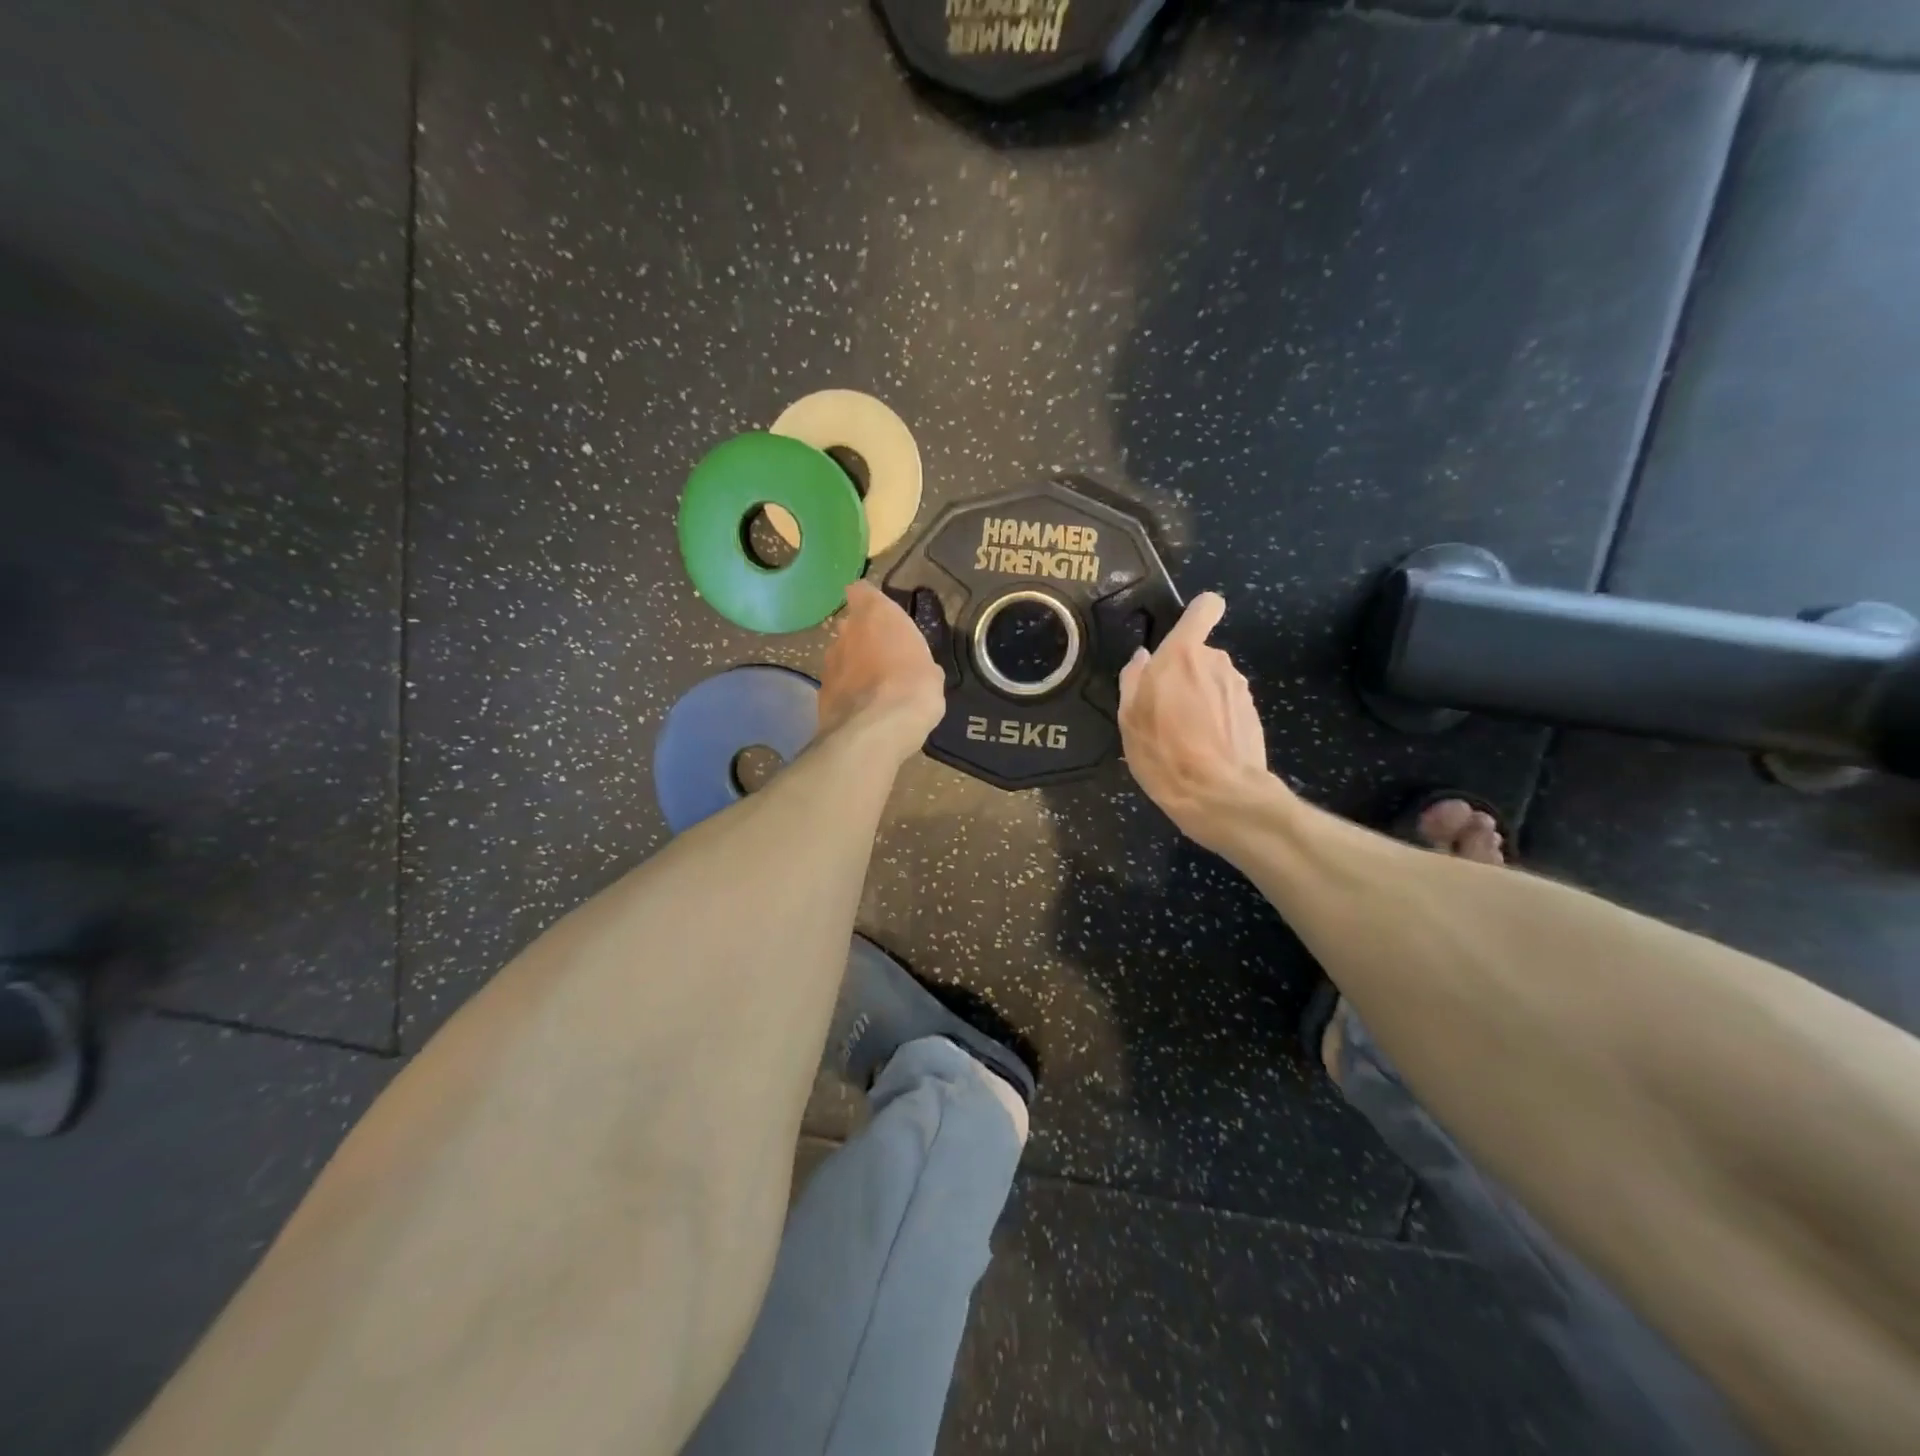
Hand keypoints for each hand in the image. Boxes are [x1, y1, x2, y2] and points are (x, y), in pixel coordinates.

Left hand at [817, 580, 946, 758]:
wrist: (876, 730)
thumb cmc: (913, 687)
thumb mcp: (931, 671)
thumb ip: (916, 659)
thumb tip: (913, 668)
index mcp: (876, 615)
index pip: (861, 591)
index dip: (869, 601)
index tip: (881, 615)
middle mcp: (846, 631)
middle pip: (850, 625)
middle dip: (863, 638)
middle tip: (884, 657)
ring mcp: (829, 663)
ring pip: (841, 656)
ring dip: (853, 667)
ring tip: (874, 688)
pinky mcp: (821, 693)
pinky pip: (837, 685)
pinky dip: (847, 693)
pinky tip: (863, 710)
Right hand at [1118, 592, 1278, 848]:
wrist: (1218, 795)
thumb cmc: (1163, 752)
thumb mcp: (1129, 718)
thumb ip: (1134, 680)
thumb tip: (1143, 658)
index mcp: (1183, 654)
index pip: (1205, 608)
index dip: (1197, 615)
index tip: (1181, 639)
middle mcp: (1217, 662)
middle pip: (1201, 654)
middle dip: (1186, 674)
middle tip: (1165, 710)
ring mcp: (1240, 688)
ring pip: (1215, 682)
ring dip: (1201, 698)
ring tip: (1184, 736)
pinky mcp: (1254, 714)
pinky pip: (1228, 706)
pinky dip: (1217, 719)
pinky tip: (1205, 749)